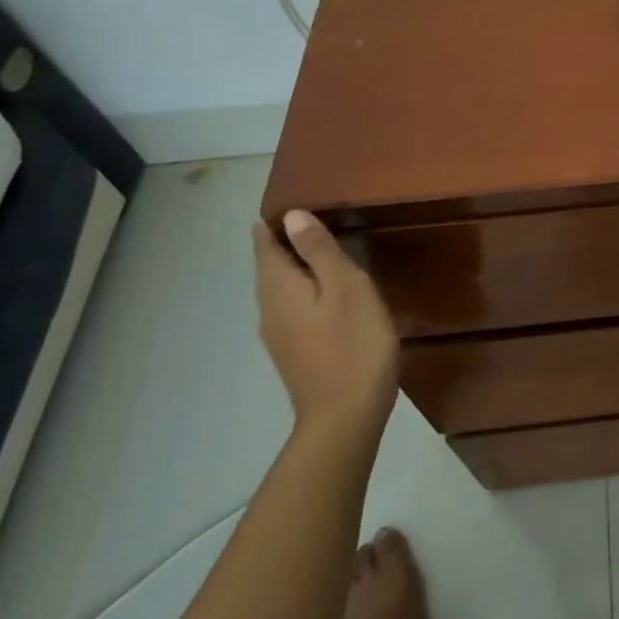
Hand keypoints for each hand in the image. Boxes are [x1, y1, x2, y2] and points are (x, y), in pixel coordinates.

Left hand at [253, 211, 400, 434]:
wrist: (346, 415)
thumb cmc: (352, 342)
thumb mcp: (346, 287)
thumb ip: (319, 251)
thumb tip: (292, 217)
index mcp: (279, 289)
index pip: (265, 247)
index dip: (273, 225)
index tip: (289, 203)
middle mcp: (270, 310)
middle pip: (269, 269)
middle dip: (283, 244)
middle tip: (308, 219)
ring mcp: (280, 335)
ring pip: (281, 290)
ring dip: (295, 267)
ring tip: (321, 250)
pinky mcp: (295, 352)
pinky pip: (293, 308)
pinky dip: (304, 290)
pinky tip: (327, 293)